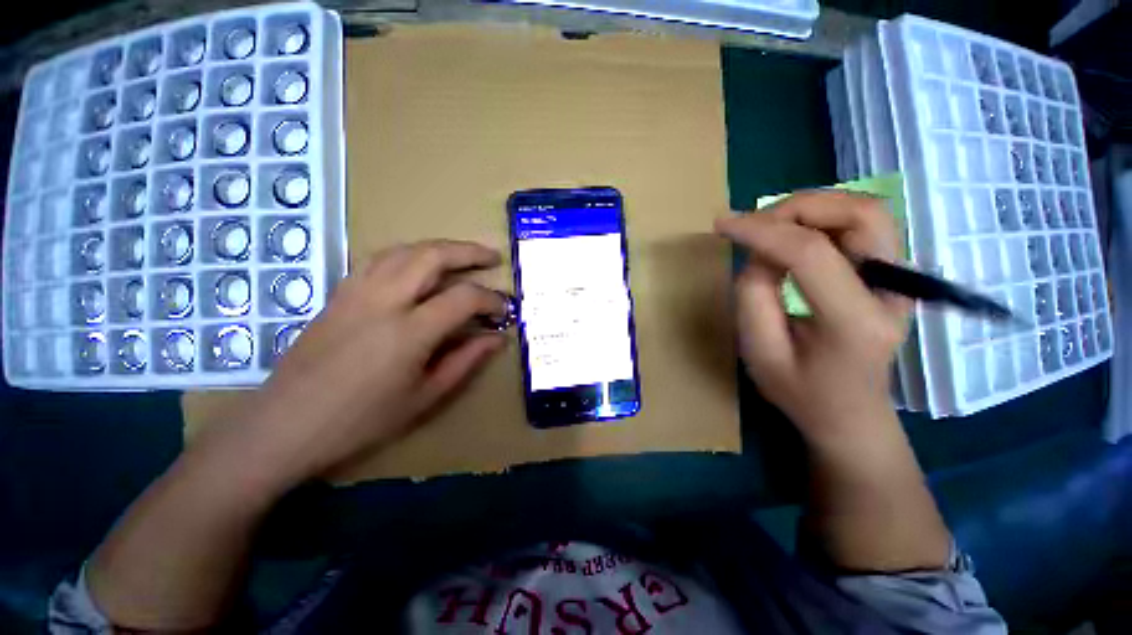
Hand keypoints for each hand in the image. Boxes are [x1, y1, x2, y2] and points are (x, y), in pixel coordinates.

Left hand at [215, 240, 508, 488]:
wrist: (285, 424)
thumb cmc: (362, 420)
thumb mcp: (426, 396)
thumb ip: (466, 361)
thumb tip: (498, 338)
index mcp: (409, 332)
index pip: (463, 298)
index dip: (491, 299)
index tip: (504, 309)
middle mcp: (383, 300)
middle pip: (433, 256)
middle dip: (469, 252)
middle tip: (492, 257)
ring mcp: (357, 291)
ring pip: (404, 250)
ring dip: (439, 247)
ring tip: (461, 255)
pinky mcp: (339, 293)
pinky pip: (379, 259)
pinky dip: (408, 254)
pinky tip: (418, 265)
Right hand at [715, 191, 908, 444]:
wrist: (851, 413)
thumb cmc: (801, 392)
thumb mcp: (760, 352)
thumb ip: (754, 296)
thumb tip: (759, 252)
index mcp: (855, 321)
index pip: (810, 253)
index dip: (762, 230)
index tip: (723, 224)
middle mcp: (891, 290)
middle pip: (859, 214)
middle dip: (796, 208)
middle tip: (754, 224)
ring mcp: (898, 278)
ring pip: (866, 209)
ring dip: (812, 208)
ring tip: (771, 227)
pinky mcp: (891, 273)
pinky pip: (862, 224)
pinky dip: (823, 217)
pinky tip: (794, 235)